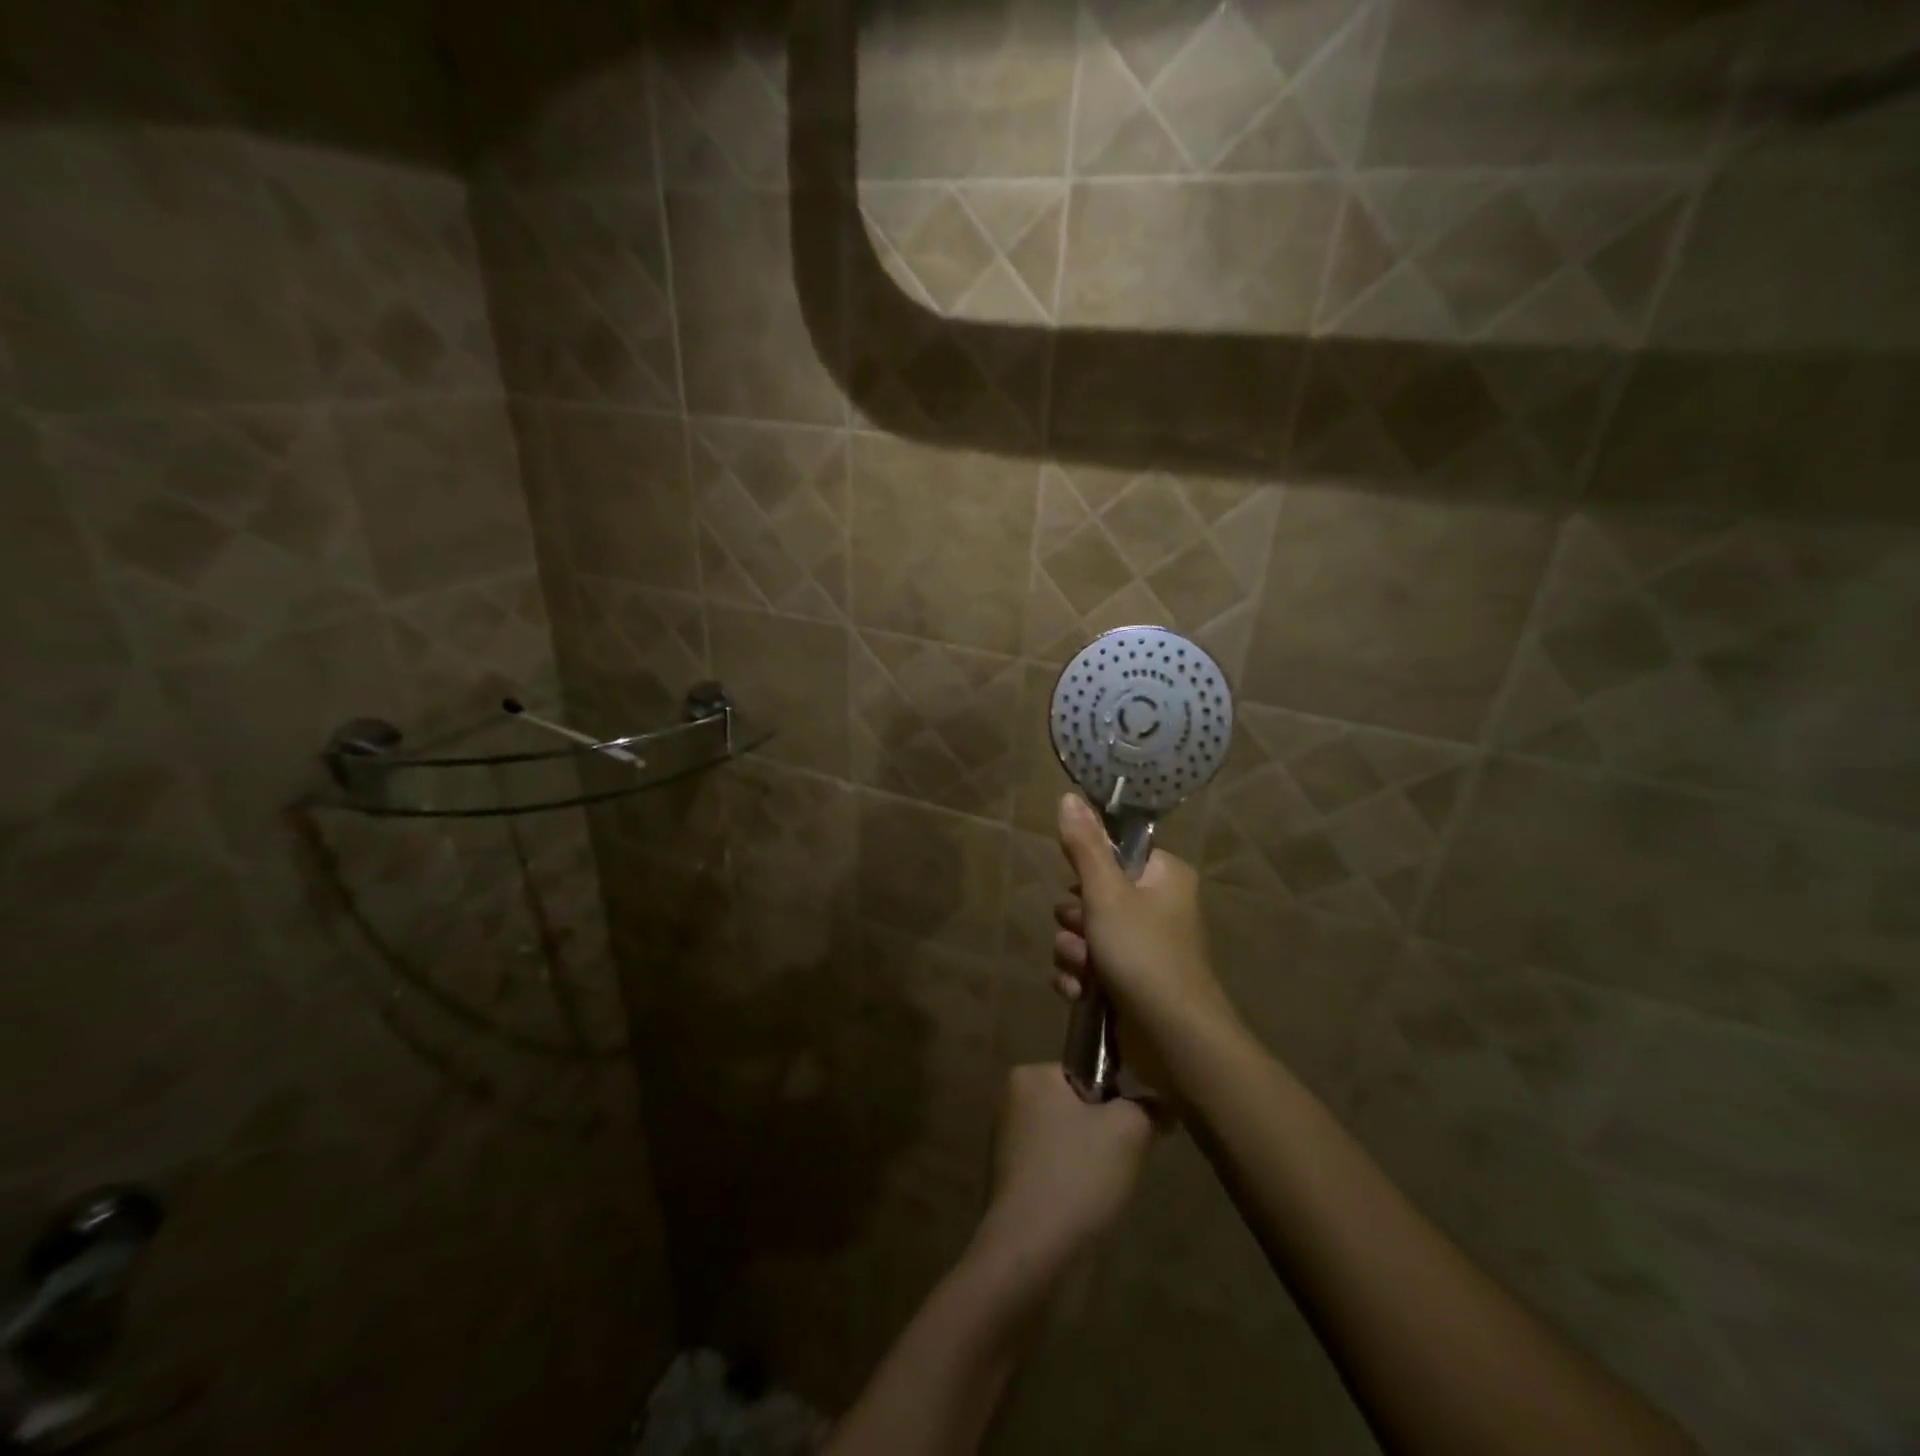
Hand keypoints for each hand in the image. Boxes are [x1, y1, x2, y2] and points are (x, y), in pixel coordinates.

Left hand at [974, 1064, 1152, 1271]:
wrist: (1031, 1252)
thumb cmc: (1078, 1174)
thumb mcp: (1129, 1129)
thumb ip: (1147, 1108)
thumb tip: (1159, 1105)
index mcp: (1030, 1075)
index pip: (1086, 1073)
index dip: (1115, 1101)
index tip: (1129, 1131)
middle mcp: (1010, 1101)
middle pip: (1076, 1109)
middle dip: (1102, 1134)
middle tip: (1120, 1164)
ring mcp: (1005, 1144)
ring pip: (1066, 1143)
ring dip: (1088, 1164)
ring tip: (1102, 1191)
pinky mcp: (1008, 1183)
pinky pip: (1053, 1172)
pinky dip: (1071, 1186)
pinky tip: (1084, 1210)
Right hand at [1052, 793, 1239, 1055]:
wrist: (1174, 1041)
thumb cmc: (1144, 954)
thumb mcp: (1107, 893)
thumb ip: (1084, 846)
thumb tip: (1068, 795)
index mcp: (1163, 876)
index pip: (1113, 854)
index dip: (1089, 873)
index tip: (1085, 890)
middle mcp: (1156, 906)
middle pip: (1091, 895)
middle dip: (1077, 921)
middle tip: (1088, 936)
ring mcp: (1142, 946)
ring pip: (1084, 933)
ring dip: (1075, 953)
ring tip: (1088, 972)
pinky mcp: (1128, 981)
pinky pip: (1088, 966)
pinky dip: (1080, 979)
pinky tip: (1082, 994)